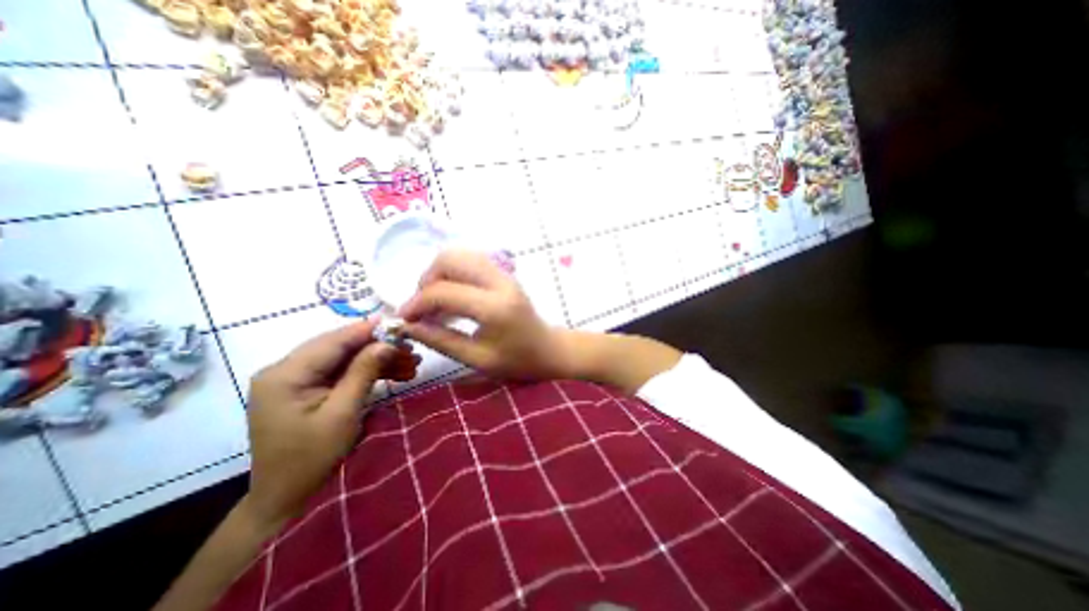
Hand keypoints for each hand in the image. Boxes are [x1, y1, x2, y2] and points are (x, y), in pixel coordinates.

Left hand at [243, 321, 416, 526]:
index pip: (334, 341)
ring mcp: (298, 380)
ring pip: (347, 358)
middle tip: (412, 349)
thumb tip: (386, 342)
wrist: (286, 498)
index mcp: (285, 374)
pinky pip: (344, 372)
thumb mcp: (342, 413)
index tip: (401, 324)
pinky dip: (370, 372)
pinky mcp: (310, 389)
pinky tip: (398, 373)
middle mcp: (287, 370)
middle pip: (342, 347)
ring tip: (412, 362)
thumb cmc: (312, 458)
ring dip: (379, 359)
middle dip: (379, 347)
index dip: (369, 330)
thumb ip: (363, 372)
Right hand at [400, 251, 569, 379]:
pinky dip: (454, 272)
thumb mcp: (477, 359)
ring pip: (460, 254)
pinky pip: (471, 260)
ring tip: (434, 300)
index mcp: (494, 307)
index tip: (404, 319)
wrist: (549, 349)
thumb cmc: (517, 361)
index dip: (417, 303)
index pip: (443, 292)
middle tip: (422, 306)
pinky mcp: (505, 274)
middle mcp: (499, 282)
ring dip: (439, 273)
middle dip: (427, 279)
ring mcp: (504, 274)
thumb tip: (408, 327)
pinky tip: (452, 295)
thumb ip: (441, 341)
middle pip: (450, 259)